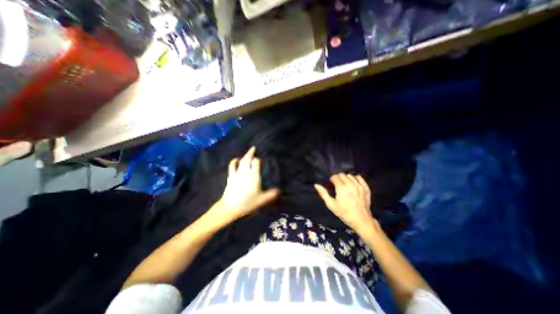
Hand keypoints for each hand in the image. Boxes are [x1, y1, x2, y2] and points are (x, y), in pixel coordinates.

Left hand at [212, 147, 276, 224]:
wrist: (230, 207)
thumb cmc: (247, 203)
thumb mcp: (261, 200)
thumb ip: (270, 194)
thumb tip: (279, 191)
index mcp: (254, 176)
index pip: (256, 162)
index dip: (258, 160)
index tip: (260, 160)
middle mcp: (246, 172)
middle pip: (248, 159)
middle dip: (251, 153)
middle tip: (253, 148)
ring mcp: (237, 173)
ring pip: (241, 161)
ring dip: (244, 156)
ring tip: (248, 152)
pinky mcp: (230, 176)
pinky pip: (232, 166)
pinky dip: (234, 161)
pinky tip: (236, 159)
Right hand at [314, 173, 379, 233]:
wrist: (361, 220)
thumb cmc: (344, 213)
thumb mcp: (331, 205)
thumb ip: (323, 194)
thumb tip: (316, 185)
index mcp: (341, 188)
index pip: (335, 177)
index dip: (332, 180)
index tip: (332, 185)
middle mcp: (351, 185)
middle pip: (342, 175)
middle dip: (338, 178)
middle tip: (338, 185)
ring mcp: (359, 186)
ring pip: (350, 175)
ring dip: (346, 178)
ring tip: (345, 185)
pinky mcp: (366, 188)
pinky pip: (359, 177)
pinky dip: (355, 178)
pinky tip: (353, 183)